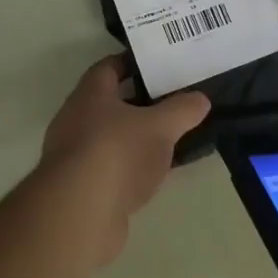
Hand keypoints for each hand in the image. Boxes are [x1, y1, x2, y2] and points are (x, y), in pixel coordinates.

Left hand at [36, 56, 210, 264]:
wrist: (79, 214)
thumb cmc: (117, 153)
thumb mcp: (160, 127)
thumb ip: (182, 110)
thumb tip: (201, 99)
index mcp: (90, 95)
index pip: (108, 67)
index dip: (132, 63)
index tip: (158, 65)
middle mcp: (76, 120)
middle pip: (110, 104)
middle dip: (140, 103)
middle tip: (173, 102)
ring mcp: (76, 157)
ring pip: (112, 138)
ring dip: (137, 138)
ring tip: (171, 139)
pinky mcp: (81, 189)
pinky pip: (112, 168)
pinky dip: (133, 168)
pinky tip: (156, 174)